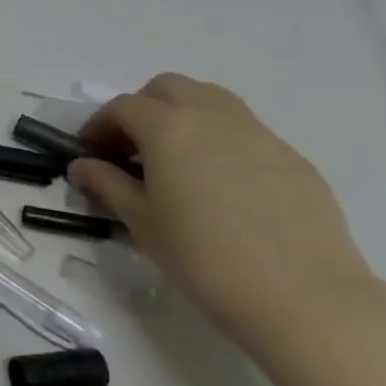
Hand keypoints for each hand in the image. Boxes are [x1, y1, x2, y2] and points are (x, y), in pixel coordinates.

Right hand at [66, 74, 378, 347]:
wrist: (303, 297)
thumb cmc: (203, 258)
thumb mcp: (141, 222)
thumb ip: (106, 185)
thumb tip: (82, 167)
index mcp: (169, 128)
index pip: (123, 107)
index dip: (99, 126)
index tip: (90, 155)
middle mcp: (213, 116)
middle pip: (168, 89)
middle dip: (142, 109)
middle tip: (131, 150)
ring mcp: (258, 133)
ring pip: (210, 100)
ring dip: (183, 116)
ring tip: (175, 161)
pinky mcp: (292, 158)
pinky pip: (244, 132)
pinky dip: (219, 141)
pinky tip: (221, 188)